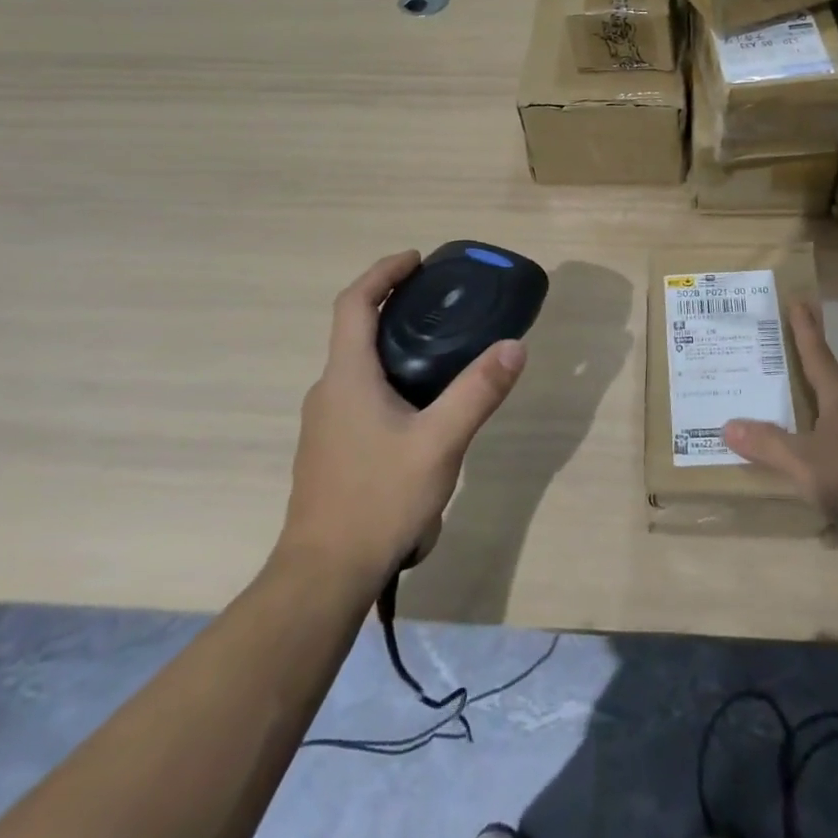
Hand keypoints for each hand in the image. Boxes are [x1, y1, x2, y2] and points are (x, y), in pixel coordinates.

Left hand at [277, 250, 527, 580]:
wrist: (324, 576)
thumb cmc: (378, 500)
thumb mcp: (440, 443)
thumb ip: (478, 391)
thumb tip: (514, 345)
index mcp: (347, 378)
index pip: (354, 304)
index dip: (383, 273)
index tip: (417, 260)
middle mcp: (329, 392)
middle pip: (356, 331)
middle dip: (394, 306)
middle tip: (442, 302)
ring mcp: (326, 424)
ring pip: (360, 367)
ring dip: (394, 345)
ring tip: (443, 350)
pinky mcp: (332, 450)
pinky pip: (361, 395)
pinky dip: (390, 378)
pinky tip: (423, 408)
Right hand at [723, 303, 837, 573]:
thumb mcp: (807, 460)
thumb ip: (769, 444)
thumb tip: (726, 425)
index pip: (819, 358)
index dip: (806, 331)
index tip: (798, 302)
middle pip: (820, 389)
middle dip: (797, 371)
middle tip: (767, 352)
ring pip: (818, 426)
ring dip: (795, 417)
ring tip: (761, 408)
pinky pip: (817, 463)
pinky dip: (797, 458)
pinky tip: (778, 465)